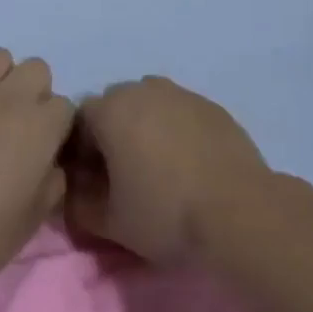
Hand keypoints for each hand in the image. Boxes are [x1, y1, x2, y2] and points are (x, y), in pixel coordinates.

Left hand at [0, 49, 74, 296]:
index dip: (58, 126)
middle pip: (37, 69)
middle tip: (21, 123)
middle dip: (36, 91)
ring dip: (2, 78)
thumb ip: (53, 181)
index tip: (46, 145)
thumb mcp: (34, 218)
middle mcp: (10, 100)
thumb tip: (51, 163)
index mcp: (40, 129)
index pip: (64, 105)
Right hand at [67, 77, 270, 264]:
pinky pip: (181, 113)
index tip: (95, 183)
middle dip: (113, 135)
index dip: (82, 153)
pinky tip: (190, 165)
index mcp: (110, 109)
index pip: (79, 121)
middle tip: (126, 176)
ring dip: (146, 129)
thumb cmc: (165, 213)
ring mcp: (180, 93)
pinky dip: (177, 131)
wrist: (239, 211)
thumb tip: (73, 191)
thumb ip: (78, 203)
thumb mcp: (109, 221)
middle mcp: (142, 89)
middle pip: (115, 107)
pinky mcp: (211, 105)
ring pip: (150, 106)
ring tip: (161, 169)